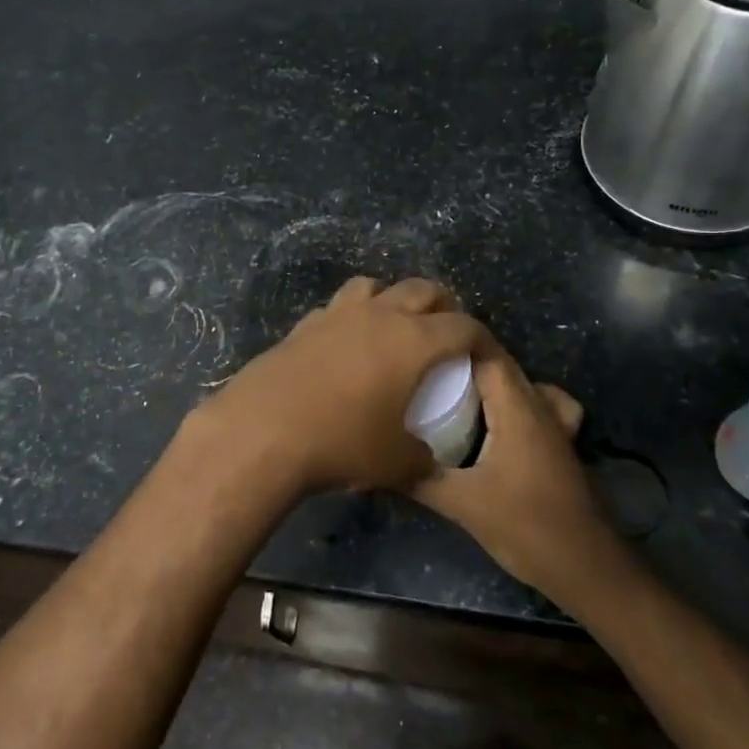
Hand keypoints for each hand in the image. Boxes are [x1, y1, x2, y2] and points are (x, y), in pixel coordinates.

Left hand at [183, 277, 484, 495]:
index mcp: (413, 340)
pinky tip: (345, 345)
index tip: (483, 353)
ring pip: (373, 286)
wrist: (264, 430)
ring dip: (391, 299)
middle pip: (421, 289)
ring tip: (393, 326)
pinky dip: (351, 317)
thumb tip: (424, 455)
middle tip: (444, 331)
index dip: (480, 337)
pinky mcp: (304, 325)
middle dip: (441, 305)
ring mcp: (337, 314)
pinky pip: (337, 307)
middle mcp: (379, 315)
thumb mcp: (396, 462)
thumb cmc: (342, 443)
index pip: (463, 326)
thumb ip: (421, 455)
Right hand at [411, 336, 616, 603]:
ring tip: (449, 388)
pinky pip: (534, 404)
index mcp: (517, 408)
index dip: (453, 341)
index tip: (417, 342)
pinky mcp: (556, 444)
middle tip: (419, 365)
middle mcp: (538, 405)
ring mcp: (553, 424)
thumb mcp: (463, 504)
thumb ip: (419, 479)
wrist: (587, 568)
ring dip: (485, 379)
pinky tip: (493, 420)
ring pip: (517, 383)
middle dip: (461, 359)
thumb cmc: (526, 527)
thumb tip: (375, 463)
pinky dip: (513, 401)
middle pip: (500, 364)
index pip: (486, 353)